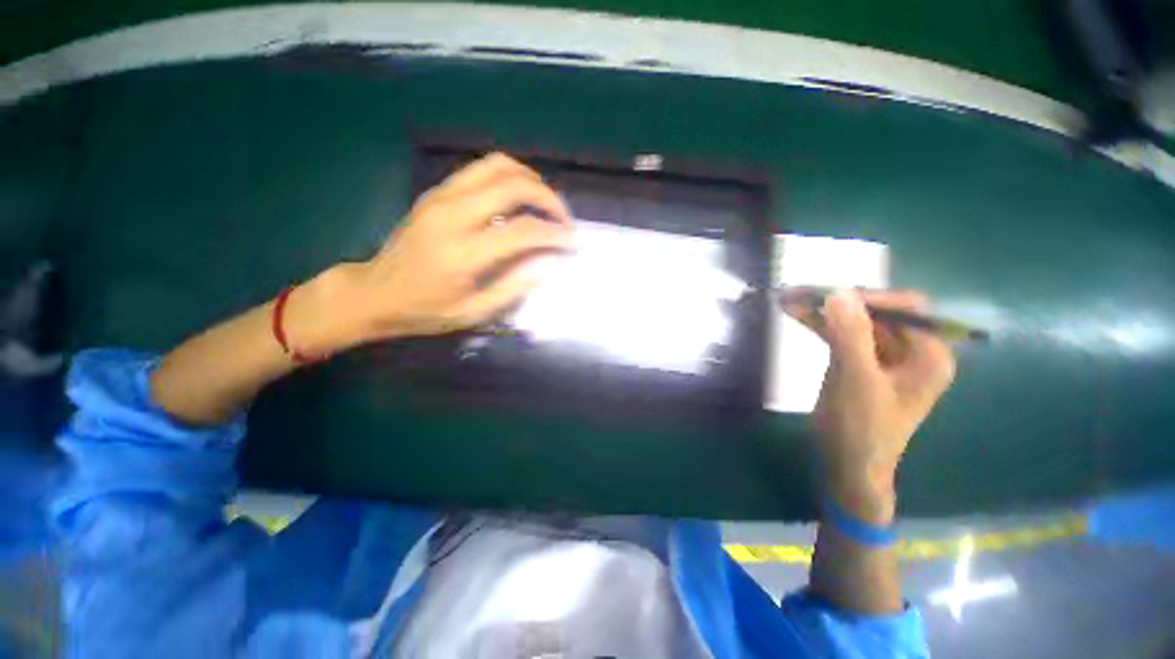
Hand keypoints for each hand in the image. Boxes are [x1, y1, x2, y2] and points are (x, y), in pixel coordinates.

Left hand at [286, 153, 575, 353]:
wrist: (374, 292)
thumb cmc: (425, 311)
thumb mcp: (474, 313)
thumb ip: (514, 287)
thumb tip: (548, 264)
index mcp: (462, 253)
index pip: (523, 231)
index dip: (555, 234)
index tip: (572, 243)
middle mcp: (452, 214)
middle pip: (514, 185)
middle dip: (550, 200)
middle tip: (564, 221)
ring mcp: (441, 196)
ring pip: (498, 166)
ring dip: (531, 180)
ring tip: (546, 205)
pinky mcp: (437, 191)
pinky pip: (481, 169)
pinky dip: (510, 177)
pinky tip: (520, 199)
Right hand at [789, 290, 955, 523]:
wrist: (847, 467)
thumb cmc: (861, 429)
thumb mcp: (856, 382)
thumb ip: (850, 336)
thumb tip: (838, 291)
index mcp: (927, 355)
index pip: (907, 309)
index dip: (869, 297)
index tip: (829, 295)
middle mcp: (909, 352)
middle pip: (875, 313)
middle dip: (837, 302)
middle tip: (798, 293)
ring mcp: (882, 358)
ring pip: (853, 323)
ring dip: (822, 312)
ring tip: (787, 300)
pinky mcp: (859, 364)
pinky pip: (841, 337)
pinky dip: (819, 326)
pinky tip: (796, 316)